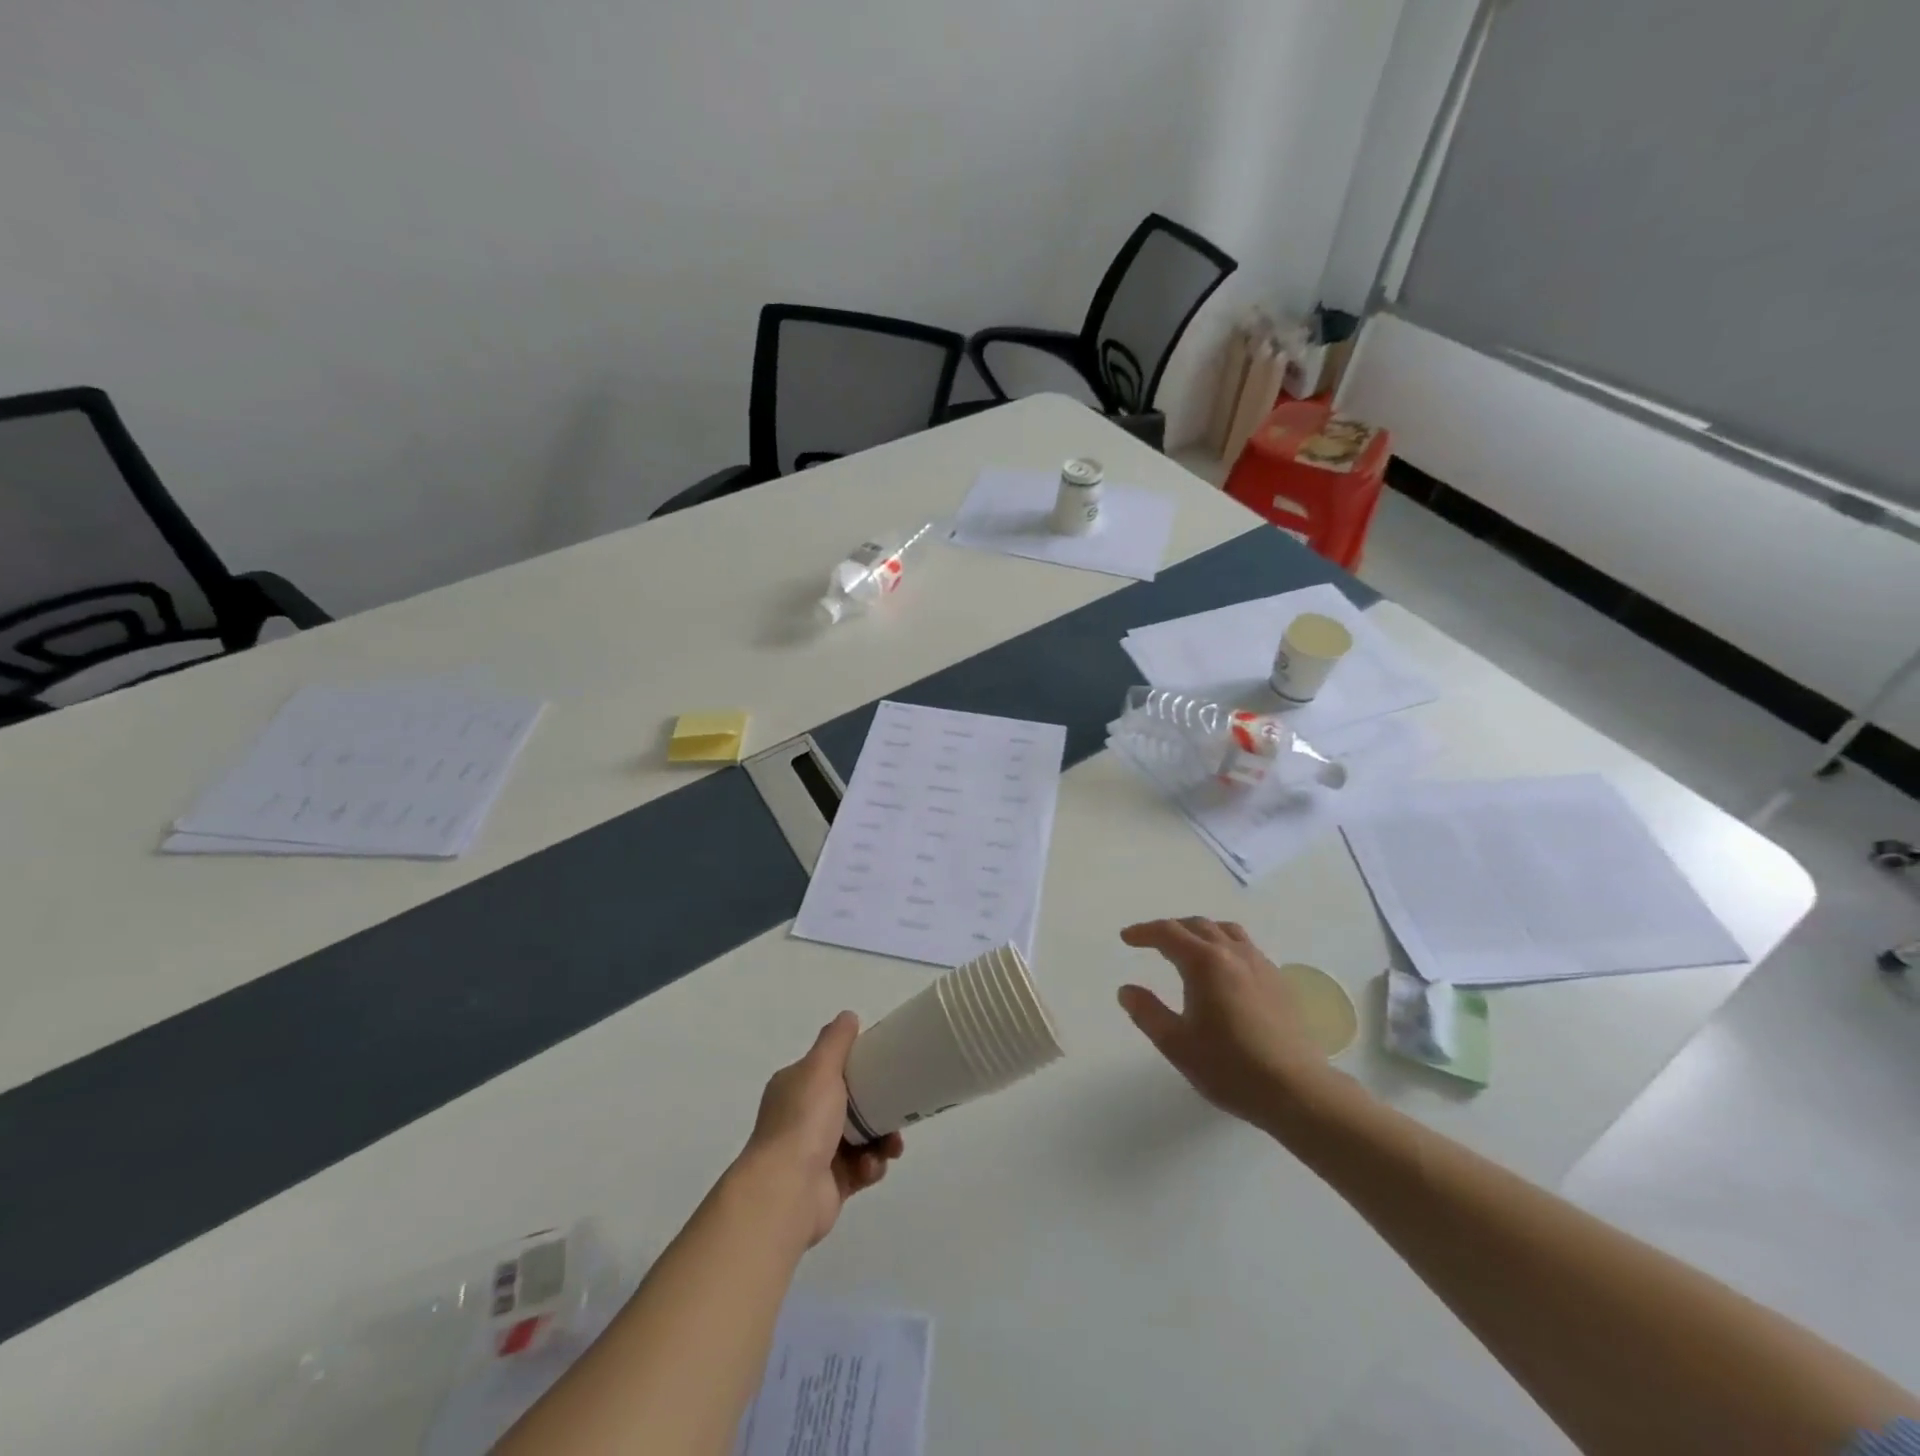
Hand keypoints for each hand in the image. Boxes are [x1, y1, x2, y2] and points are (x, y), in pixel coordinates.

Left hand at [736, 1012, 904, 1248]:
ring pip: (861, 1138)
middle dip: (878, 1107)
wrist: (786, 1192)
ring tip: (891, 1147)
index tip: (885, 1066)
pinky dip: (871, 1166)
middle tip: (900, 1110)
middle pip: (851, 1104)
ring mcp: (816, 1153)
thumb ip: (836, 1041)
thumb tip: (848, 1016)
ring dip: (881, 1140)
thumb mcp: (820, 1068)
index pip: (830, 1068)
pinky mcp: (831, 1184)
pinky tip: (870, 1167)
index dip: (858, 1066)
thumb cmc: (803, 1121)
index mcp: (795, 1087)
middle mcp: (802, 1118)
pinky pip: (861, 1169)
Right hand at [1118, 917, 1340, 1125]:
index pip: (1168, 933)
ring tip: (1187, 946)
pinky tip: (1223, 968)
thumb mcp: (1176, 1044)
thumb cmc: (1229, 1067)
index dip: (1144, 932)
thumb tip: (1126, 990)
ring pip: (1225, 930)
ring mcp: (1260, 964)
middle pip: (1197, 925)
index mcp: (1204, 963)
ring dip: (1200, 931)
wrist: (1296, 1089)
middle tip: (1151, 941)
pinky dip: (1224, 944)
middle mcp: (1233, 953)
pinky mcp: (1277, 980)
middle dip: (1170, 928)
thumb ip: (1147, 1013)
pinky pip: (1245, 946)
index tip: (1126, 938)